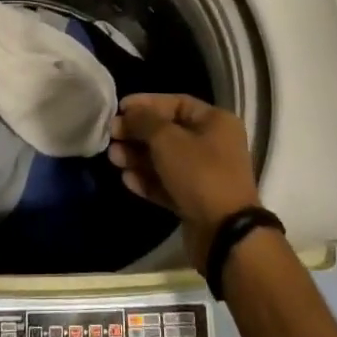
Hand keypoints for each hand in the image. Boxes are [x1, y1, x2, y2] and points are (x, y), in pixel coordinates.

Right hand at [109, 94, 264, 270]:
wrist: (225, 234)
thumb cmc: (199, 174)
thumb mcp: (167, 140)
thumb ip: (144, 121)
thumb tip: (128, 113)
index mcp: (215, 122)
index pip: (176, 103)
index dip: (146, 103)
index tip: (119, 108)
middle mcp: (212, 144)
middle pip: (168, 132)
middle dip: (137, 134)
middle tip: (111, 136)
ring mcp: (204, 175)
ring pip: (165, 159)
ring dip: (138, 157)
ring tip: (113, 158)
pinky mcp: (195, 201)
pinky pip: (167, 184)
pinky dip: (148, 180)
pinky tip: (127, 180)